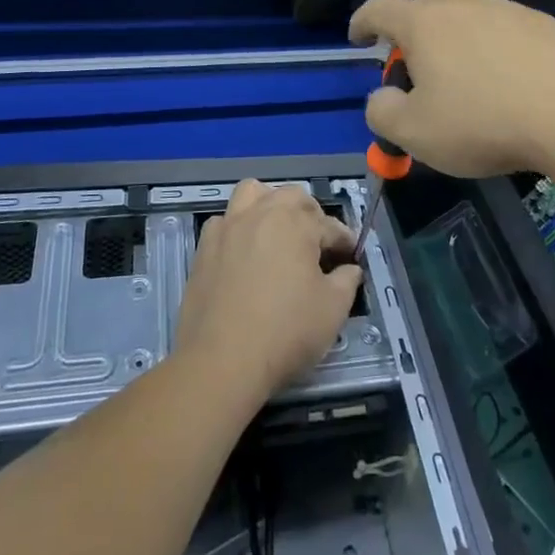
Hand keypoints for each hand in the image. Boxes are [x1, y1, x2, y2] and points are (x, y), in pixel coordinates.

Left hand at [174, 181, 361, 403]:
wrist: (221, 362)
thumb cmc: (285, 332)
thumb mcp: (332, 310)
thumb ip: (347, 281)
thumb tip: (349, 269)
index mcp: (296, 223)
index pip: (329, 225)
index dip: (344, 241)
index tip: (350, 258)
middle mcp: (262, 213)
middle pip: (292, 197)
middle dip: (310, 214)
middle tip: (317, 244)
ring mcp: (229, 227)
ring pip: (252, 193)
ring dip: (269, 205)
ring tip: (277, 232)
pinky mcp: (204, 247)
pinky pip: (224, 221)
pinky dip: (237, 228)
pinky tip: (243, 252)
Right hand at [350, 0, 554, 177]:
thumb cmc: (482, 123)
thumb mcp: (415, 134)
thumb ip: (383, 112)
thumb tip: (383, 97)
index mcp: (423, 23)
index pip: (378, 9)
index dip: (361, 23)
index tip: (359, 39)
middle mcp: (461, 4)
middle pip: (423, 10)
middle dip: (411, 36)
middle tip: (416, 72)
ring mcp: (504, 8)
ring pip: (466, 17)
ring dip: (454, 40)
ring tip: (465, 78)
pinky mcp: (541, 21)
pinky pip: (502, 29)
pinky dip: (493, 47)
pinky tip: (508, 80)